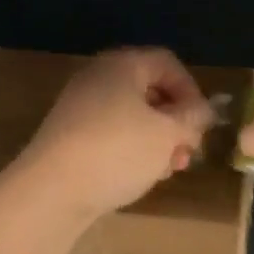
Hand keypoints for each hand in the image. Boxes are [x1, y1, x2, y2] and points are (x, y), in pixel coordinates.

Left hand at [5, 47, 217, 226]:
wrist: (52, 190)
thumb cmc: (117, 151)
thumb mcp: (167, 133)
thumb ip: (192, 118)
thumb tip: (202, 110)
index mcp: (121, 65)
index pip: (167, 63)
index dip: (192, 91)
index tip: (201, 124)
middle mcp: (98, 78)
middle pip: (149, 91)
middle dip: (175, 122)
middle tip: (188, 153)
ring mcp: (80, 108)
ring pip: (132, 117)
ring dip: (157, 140)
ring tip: (168, 170)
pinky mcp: (70, 137)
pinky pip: (111, 134)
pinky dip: (132, 150)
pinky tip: (141, 176)